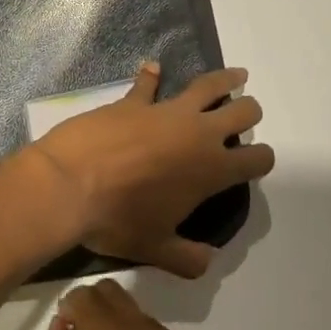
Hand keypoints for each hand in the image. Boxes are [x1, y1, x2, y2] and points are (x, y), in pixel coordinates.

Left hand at [30, 62, 273, 277]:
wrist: (68, 185)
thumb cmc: (116, 220)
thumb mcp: (154, 248)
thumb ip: (186, 258)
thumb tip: (206, 262)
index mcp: (212, 170)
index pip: (256, 159)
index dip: (262, 160)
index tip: (256, 163)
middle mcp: (198, 134)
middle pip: (242, 112)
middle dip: (248, 113)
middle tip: (244, 116)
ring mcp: (166, 111)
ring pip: (208, 85)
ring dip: (226, 79)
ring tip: (237, 76)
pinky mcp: (133, 101)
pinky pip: (147, 83)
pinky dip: (151, 75)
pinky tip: (153, 67)